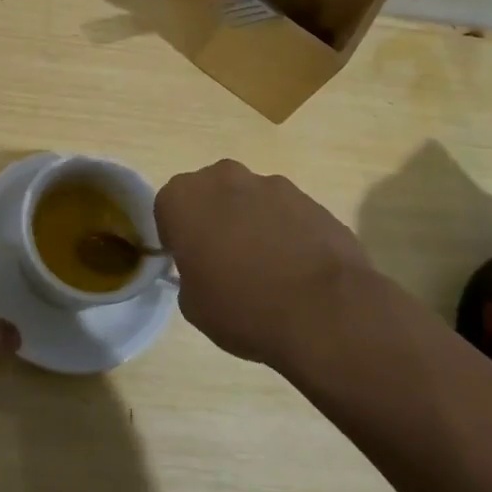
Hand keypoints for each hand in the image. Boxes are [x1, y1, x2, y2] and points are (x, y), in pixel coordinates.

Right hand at [156, 159, 385, 370]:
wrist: (324, 312)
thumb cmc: (243, 308)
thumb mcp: (193, 305)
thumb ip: (189, 275)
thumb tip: (204, 270)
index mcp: (184, 198)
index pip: (167, 209)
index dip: (177, 237)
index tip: (190, 263)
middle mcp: (224, 178)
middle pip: (210, 194)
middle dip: (213, 219)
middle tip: (224, 261)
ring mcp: (272, 185)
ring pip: (250, 201)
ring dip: (251, 224)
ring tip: (268, 269)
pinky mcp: (311, 200)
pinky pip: (286, 214)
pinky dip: (286, 233)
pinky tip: (297, 269)